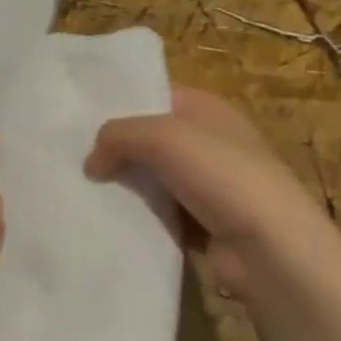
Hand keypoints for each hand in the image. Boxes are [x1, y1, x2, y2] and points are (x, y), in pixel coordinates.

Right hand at [85, 86, 339, 294]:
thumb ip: (118, 136)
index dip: (117, 103)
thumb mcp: (162, 136)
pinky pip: (158, 212)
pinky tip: (106, 218)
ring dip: (122, 185)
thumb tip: (91, 162)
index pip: (153, 94)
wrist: (270, 247)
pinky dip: (137, 216)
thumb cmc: (221, 174)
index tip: (76, 119)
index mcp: (205, 108)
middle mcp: (207, 140)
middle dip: (113, 147)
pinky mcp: (201, 221)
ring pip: (150, 177)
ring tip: (79, 189)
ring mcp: (206, 183)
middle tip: (69, 157)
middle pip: (147, 137)